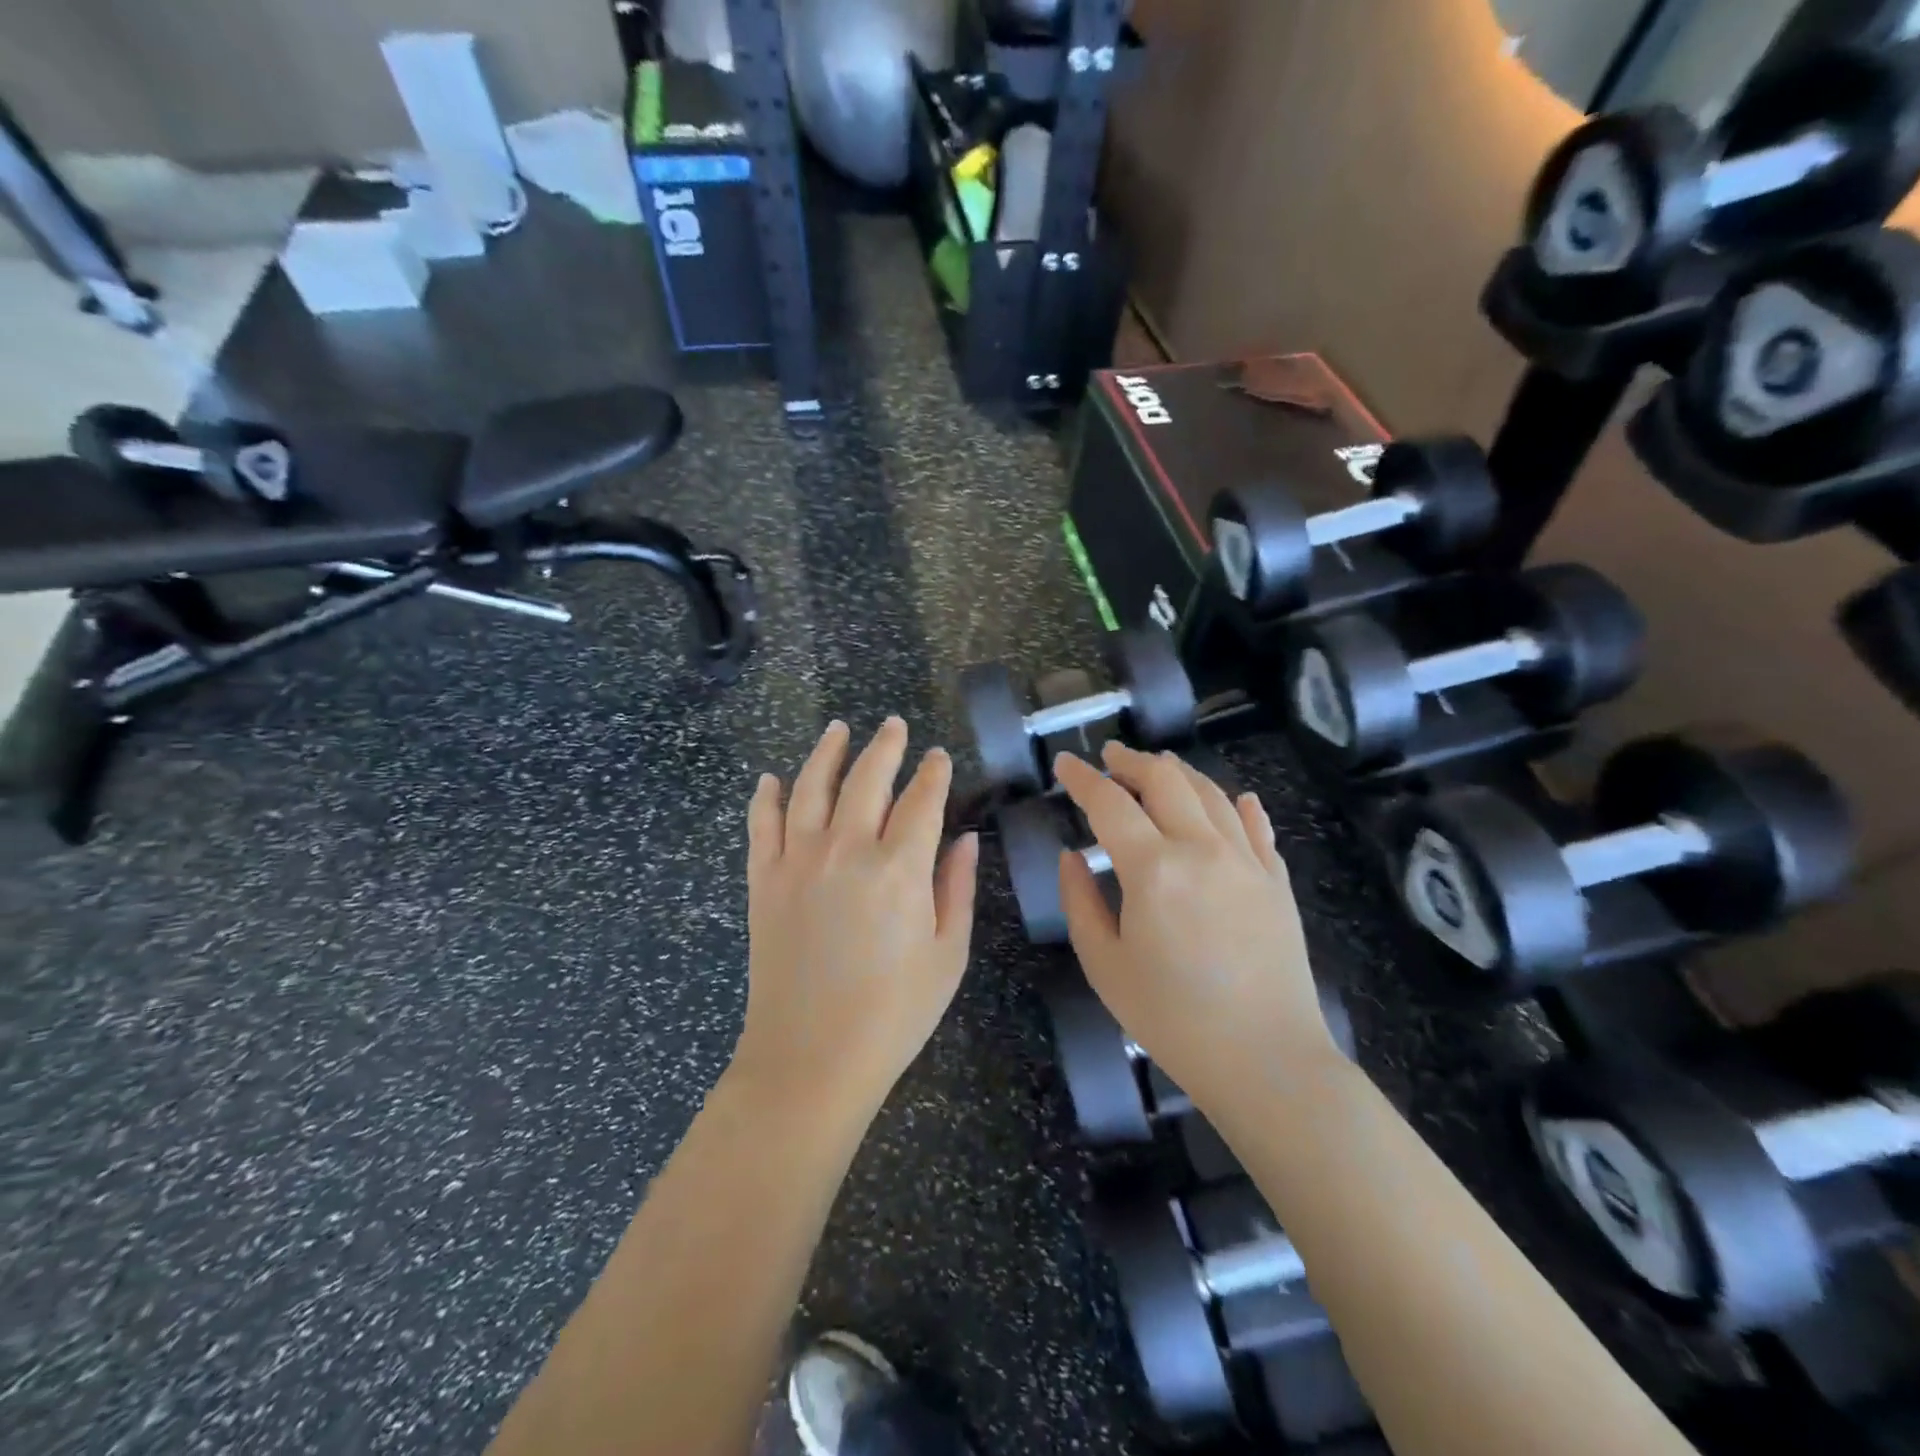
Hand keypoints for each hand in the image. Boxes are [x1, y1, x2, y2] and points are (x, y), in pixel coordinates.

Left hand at [736, 718, 979, 1111]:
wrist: (810, 1058)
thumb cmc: (893, 1013)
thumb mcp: (948, 954)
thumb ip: (957, 888)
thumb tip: (966, 838)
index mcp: (899, 868)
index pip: (921, 800)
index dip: (933, 773)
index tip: (938, 756)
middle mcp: (846, 849)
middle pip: (867, 778)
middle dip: (885, 746)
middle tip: (894, 724)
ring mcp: (797, 861)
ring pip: (811, 787)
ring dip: (827, 752)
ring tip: (839, 729)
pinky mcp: (763, 880)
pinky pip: (761, 824)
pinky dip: (766, 797)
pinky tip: (771, 779)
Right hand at [1054, 743, 1340, 1101]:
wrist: (1266, 1060)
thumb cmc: (1172, 1019)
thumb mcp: (1105, 965)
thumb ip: (1080, 902)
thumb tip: (1071, 856)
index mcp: (1153, 869)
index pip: (1110, 803)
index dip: (1082, 778)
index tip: (1065, 763)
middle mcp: (1202, 849)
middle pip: (1165, 780)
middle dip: (1131, 761)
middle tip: (1109, 757)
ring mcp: (1246, 861)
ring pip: (1211, 794)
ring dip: (1179, 773)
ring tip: (1158, 766)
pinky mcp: (1277, 881)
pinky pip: (1257, 828)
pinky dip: (1239, 806)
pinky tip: (1236, 799)